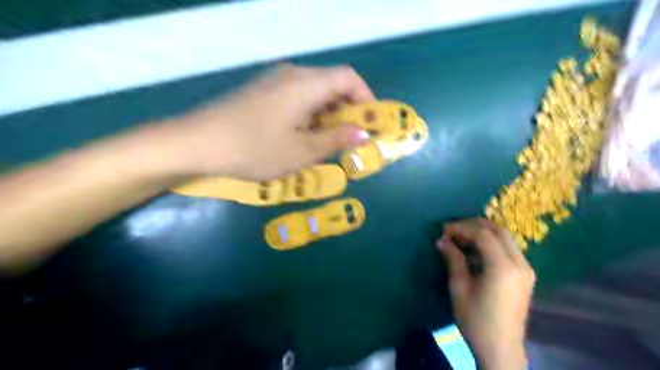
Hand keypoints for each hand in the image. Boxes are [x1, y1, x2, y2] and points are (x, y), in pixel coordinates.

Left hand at [173, 65, 372, 179]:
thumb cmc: (255, 148)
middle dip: (347, 111)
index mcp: (306, 84)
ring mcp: (274, 81)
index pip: (348, 78)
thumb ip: (335, 140)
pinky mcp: (262, 91)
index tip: (370, 124)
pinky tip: (301, 136)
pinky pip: (297, 97)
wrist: (197, 143)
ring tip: (326, 142)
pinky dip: (309, 114)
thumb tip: (363, 134)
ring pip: (314, 92)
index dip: (366, 98)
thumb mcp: (302, 151)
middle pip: (332, 84)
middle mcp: (292, 74)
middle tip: (349, 140)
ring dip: (327, 115)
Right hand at [437, 219, 532, 368]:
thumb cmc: (476, 321)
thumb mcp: (459, 288)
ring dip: (483, 233)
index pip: (483, 234)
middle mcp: (520, 264)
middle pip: (498, 231)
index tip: (443, 229)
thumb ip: (453, 260)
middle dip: (474, 225)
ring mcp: (526, 270)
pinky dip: (491, 243)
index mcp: (503, 267)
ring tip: (461, 238)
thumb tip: (441, 240)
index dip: (461, 227)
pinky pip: (509, 249)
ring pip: (506, 238)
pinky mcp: (525, 276)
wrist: (501, 349)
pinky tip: (475, 251)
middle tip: (453, 229)